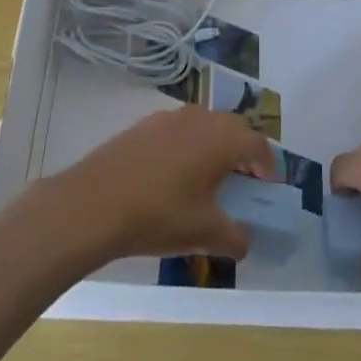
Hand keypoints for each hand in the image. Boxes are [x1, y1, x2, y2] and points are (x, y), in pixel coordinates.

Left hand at [39, 106, 276, 263]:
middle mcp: (199, 118)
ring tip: (206, 179)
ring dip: (212, 147)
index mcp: (222, 138)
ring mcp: (167, 118)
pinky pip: (176, 131)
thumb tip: (244, 242)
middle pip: (232, 128)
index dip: (267, 165)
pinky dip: (185, 148)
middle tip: (241, 181)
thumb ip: (234, 237)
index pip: (258, 143)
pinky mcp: (141, 125)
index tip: (267, 187)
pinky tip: (171, 177)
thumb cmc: (159, 214)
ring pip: (203, 126)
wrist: (93, 203)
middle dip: (241, 152)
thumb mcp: (204, 233)